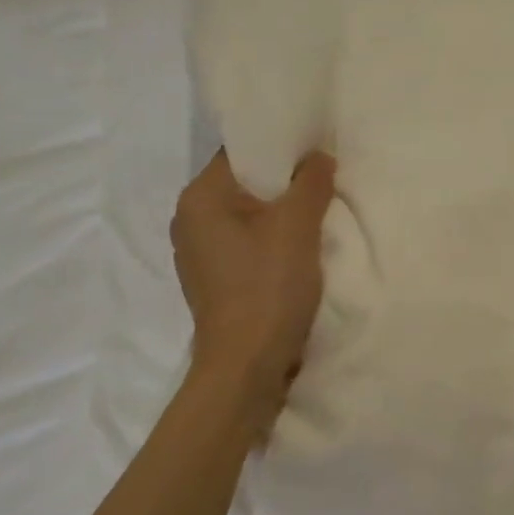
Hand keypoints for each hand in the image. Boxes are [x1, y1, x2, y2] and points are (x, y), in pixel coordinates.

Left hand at [171, 149, 335, 419]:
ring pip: (246, 218)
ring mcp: (198, 255)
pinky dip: (269, 243)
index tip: (315, 152)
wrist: (246, 366)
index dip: (280, 148)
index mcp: (199, 198)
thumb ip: (310, 182)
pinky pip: (245, 246)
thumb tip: (318, 156)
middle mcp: (189, 221)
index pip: (240, 153)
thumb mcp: (297, 227)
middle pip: (244, 185)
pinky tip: (296, 255)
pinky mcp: (213, 283)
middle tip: (323, 184)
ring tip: (316, 218)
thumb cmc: (267, 288)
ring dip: (279, 216)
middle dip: (284, 184)